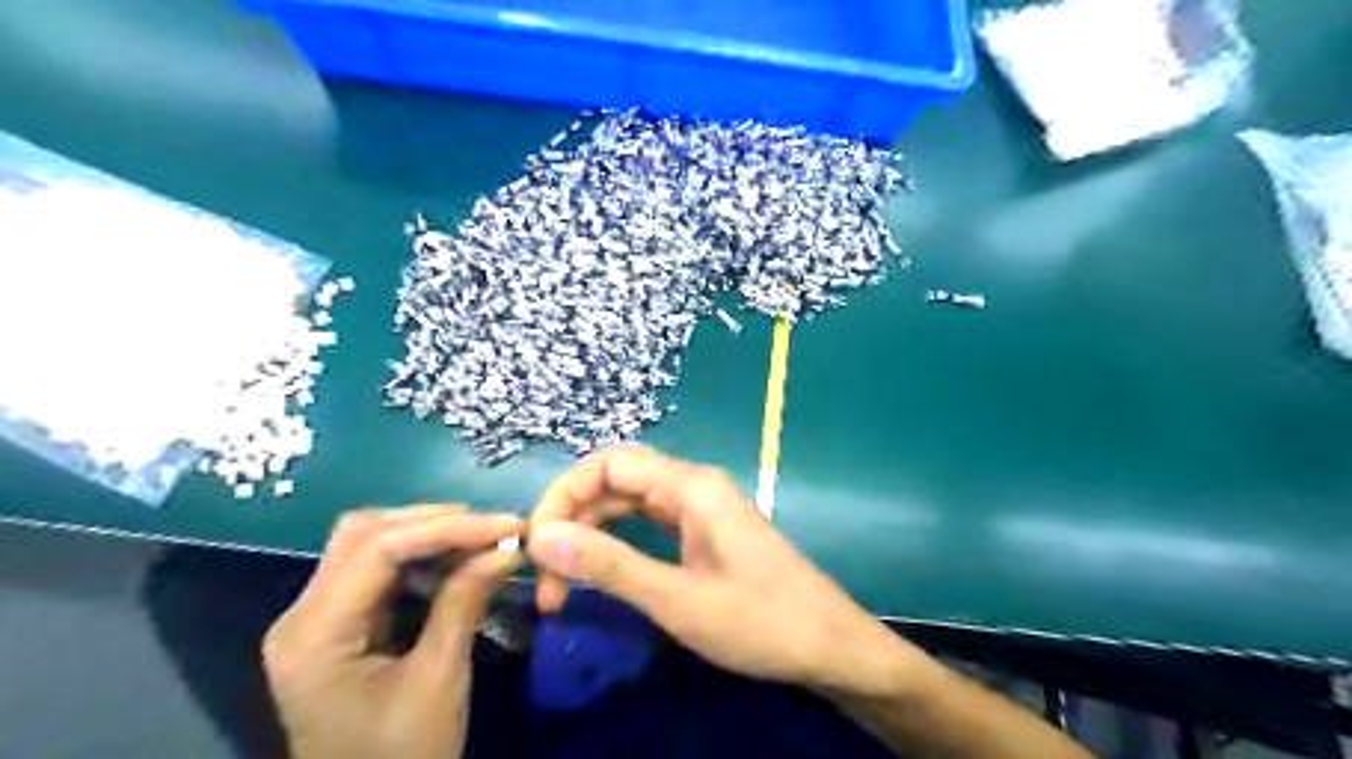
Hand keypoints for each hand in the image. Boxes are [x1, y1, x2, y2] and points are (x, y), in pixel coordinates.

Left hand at [260, 503, 521, 758]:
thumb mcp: (439, 680)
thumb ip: (464, 603)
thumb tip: (506, 549)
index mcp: (315, 635)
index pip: (377, 548)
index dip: (447, 527)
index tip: (506, 525)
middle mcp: (304, 615)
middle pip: (365, 533)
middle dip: (436, 523)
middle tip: (496, 529)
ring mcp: (318, 618)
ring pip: (370, 543)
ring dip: (430, 534)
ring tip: (484, 540)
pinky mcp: (339, 624)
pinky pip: (379, 570)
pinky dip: (423, 557)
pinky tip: (459, 561)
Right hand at [522, 446, 925, 699]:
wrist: (829, 644)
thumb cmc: (759, 621)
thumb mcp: (677, 599)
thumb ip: (610, 565)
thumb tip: (542, 537)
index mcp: (690, 486)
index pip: (607, 465)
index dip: (563, 496)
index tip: (537, 545)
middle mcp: (693, 485)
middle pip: (616, 478)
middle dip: (574, 517)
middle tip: (545, 573)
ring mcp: (701, 507)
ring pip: (631, 501)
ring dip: (593, 532)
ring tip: (564, 582)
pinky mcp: (705, 530)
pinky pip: (649, 520)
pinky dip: (618, 540)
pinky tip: (602, 569)